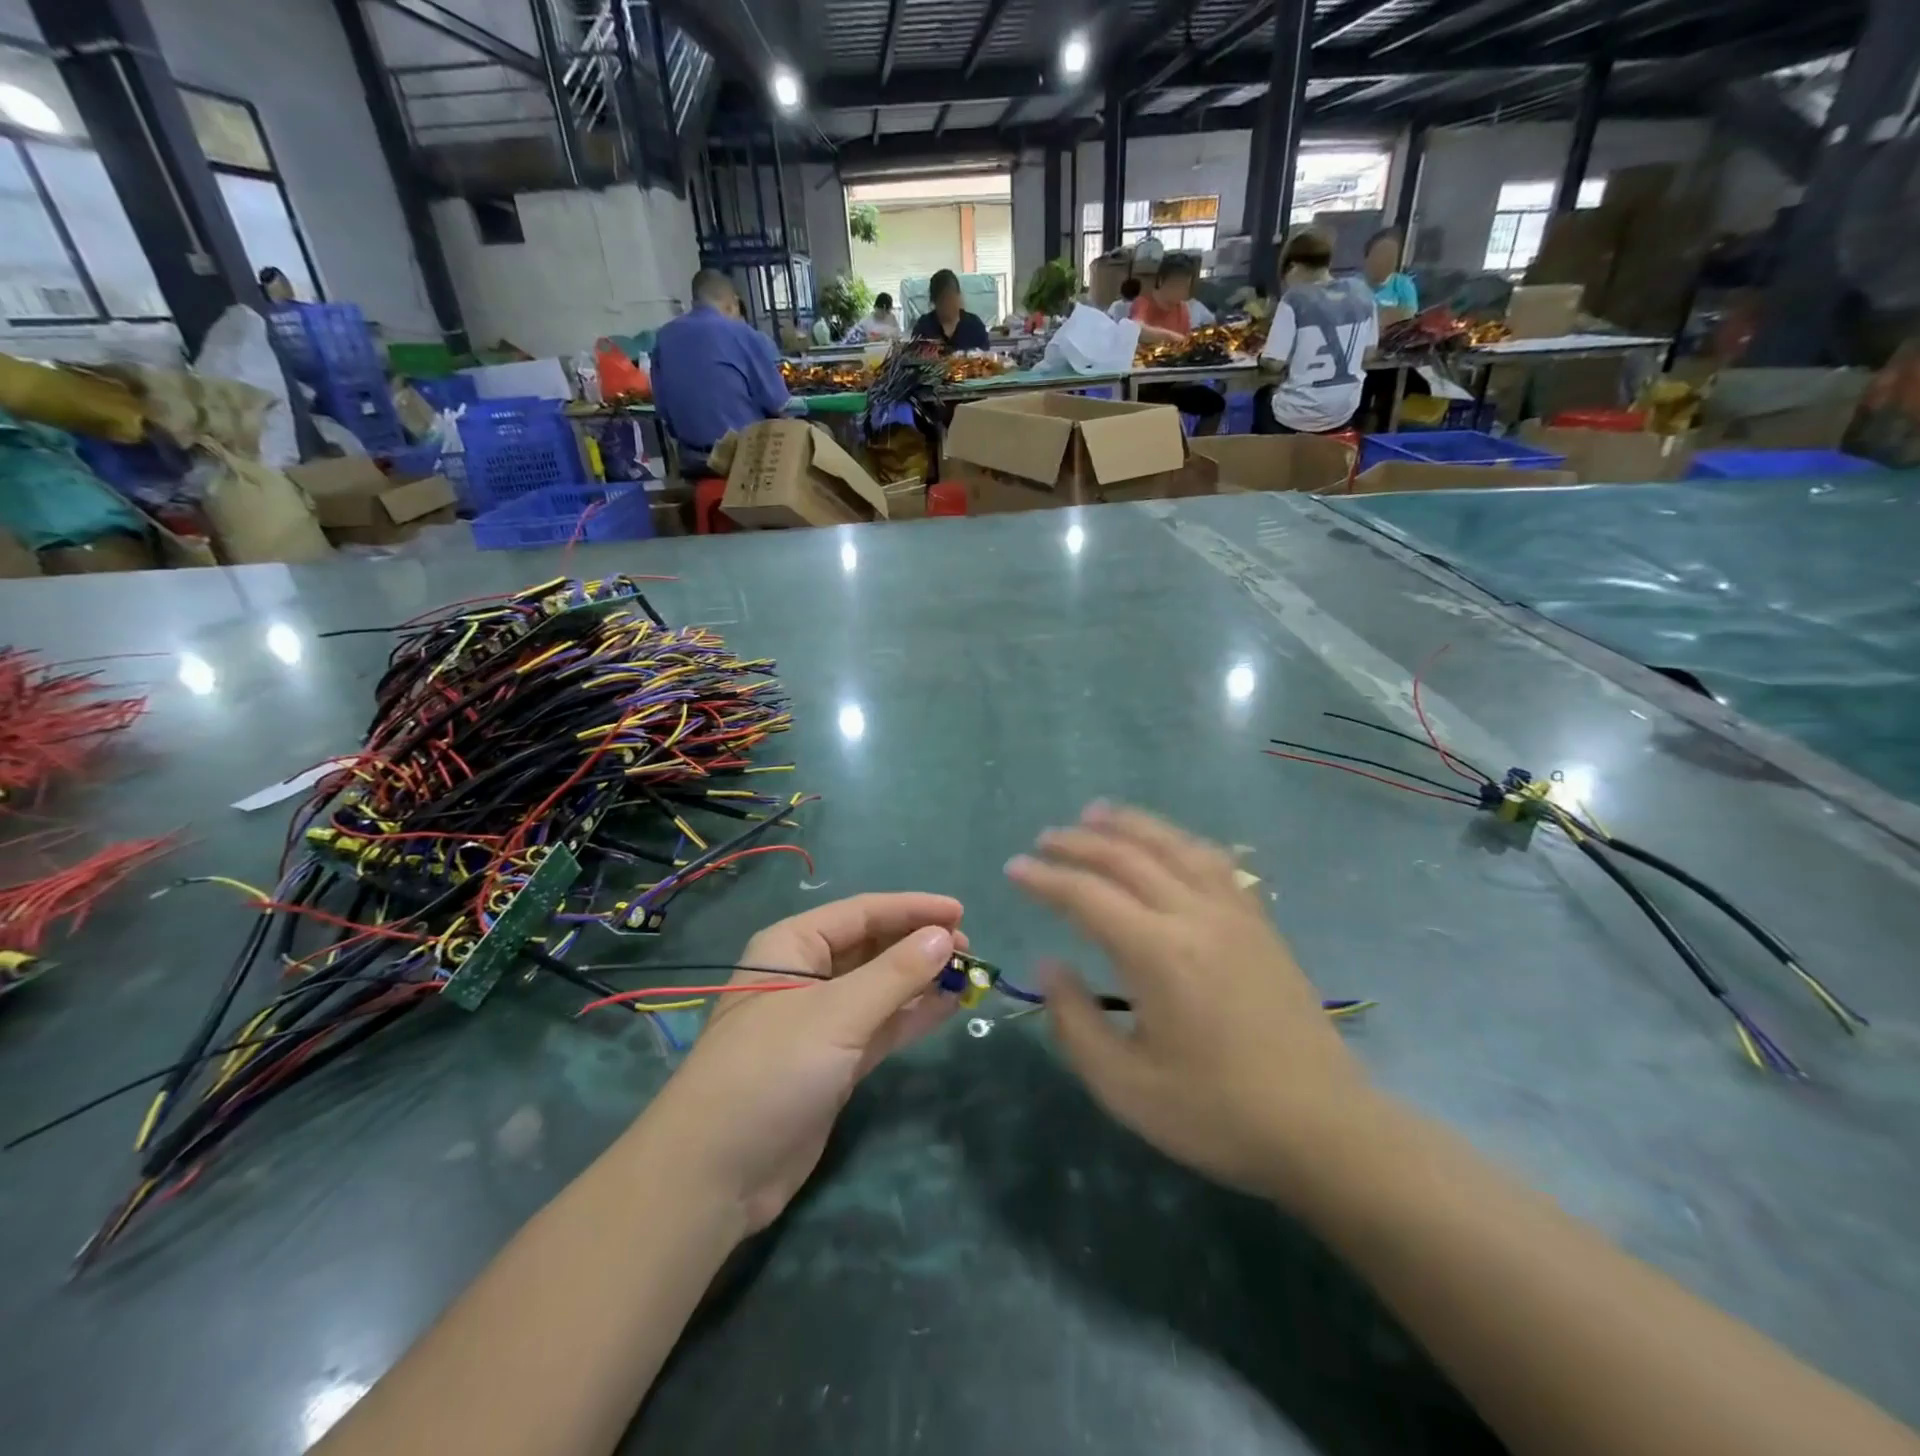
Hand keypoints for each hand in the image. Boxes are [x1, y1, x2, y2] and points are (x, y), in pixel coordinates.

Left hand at [639, 894, 964, 1230]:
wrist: (716, 1173)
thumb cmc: (771, 1071)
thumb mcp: (837, 1014)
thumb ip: (895, 974)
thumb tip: (945, 937)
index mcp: (793, 945)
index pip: (862, 912)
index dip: (913, 909)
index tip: (962, 912)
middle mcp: (806, 975)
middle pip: (873, 946)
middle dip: (919, 944)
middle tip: (969, 950)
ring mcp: (820, 1021)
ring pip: (880, 987)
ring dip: (921, 980)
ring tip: (968, 975)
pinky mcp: (833, 1061)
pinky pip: (881, 1026)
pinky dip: (912, 1015)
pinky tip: (947, 1007)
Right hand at [1005, 804, 1369, 1201]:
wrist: (1325, 1130)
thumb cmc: (1218, 1114)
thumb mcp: (1126, 1087)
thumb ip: (1075, 1021)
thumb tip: (1049, 963)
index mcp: (1159, 955)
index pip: (1088, 896)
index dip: (1045, 878)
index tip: (1014, 868)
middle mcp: (1196, 917)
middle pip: (1128, 858)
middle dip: (1079, 842)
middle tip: (1044, 838)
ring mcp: (1235, 915)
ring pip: (1175, 846)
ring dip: (1131, 824)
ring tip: (1096, 812)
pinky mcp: (1260, 924)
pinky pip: (1215, 862)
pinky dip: (1179, 841)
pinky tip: (1167, 843)